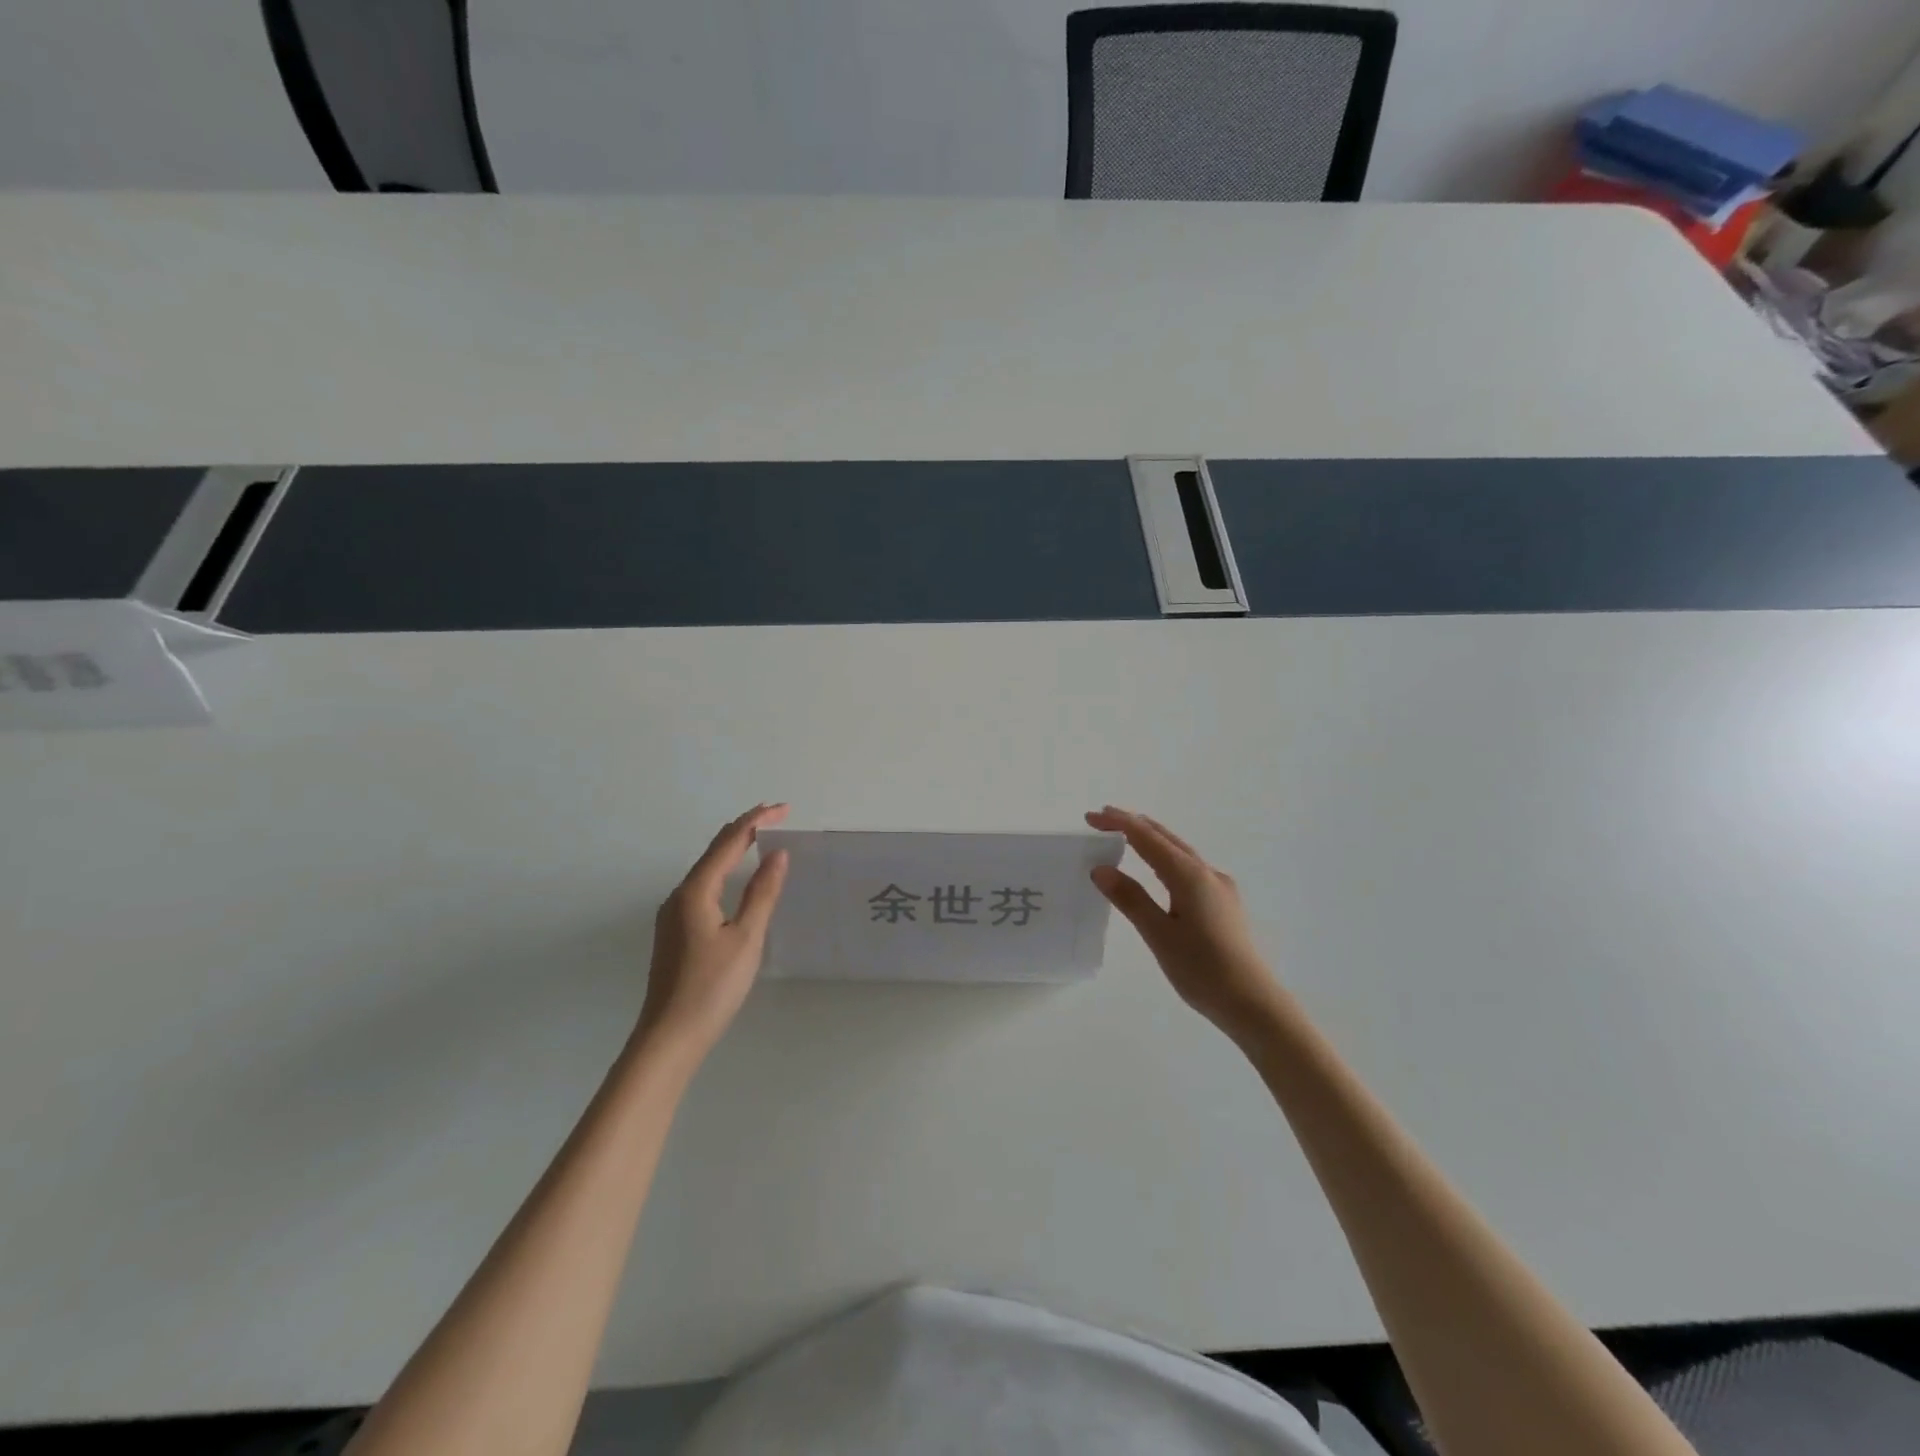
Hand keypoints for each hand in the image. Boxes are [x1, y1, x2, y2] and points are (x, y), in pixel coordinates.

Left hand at [635, 803, 790, 1063]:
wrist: (668, 1038)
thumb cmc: (711, 987)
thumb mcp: (746, 938)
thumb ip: (762, 893)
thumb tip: (778, 854)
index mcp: (695, 892)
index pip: (729, 842)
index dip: (756, 821)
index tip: (783, 808)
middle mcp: (678, 896)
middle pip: (713, 851)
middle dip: (744, 830)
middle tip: (776, 817)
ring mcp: (672, 915)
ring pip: (706, 869)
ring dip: (733, 849)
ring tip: (761, 838)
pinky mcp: (674, 932)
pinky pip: (702, 887)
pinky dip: (724, 871)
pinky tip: (736, 880)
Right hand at [1086, 807, 1283, 1042]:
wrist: (1253, 1003)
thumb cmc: (1202, 970)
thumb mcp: (1159, 934)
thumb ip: (1130, 898)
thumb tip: (1101, 869)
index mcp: (1189, 876)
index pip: (1147, 838)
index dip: (1119, 823)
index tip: (1091, 816)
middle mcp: (1207, 873)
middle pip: (1166, 838)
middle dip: (1134, 825)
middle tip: (1102, 820)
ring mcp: (1220, 887)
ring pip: (1180, 852)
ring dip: (1151, 840)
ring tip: (1125, 837)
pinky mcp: (1224, 903)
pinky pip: (1189, 868)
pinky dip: (1166, 858)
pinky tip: (1159, 871)